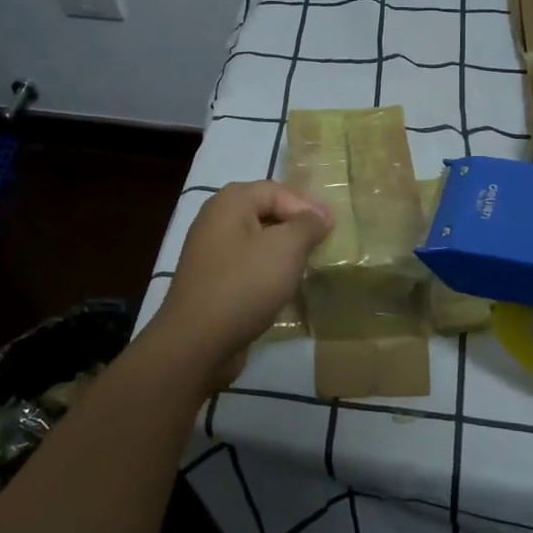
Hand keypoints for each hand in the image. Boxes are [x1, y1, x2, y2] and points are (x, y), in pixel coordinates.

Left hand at [146, 181, 331, 386]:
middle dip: (297, 226)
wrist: (198, 342)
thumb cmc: (245, 284)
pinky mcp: (213, 281)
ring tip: (310, 263)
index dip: (307, 204)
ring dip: (284, 250)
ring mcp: (211, 252)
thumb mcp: (286, 248)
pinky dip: (269, 271)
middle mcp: (216, 219)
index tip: (334, 226)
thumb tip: (320, 216)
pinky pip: (248, 266)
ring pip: (257, 241)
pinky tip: (286, 286)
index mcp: (230, 202)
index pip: (277, 190)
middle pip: (265, 212)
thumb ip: (307, 225)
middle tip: (325, 242)